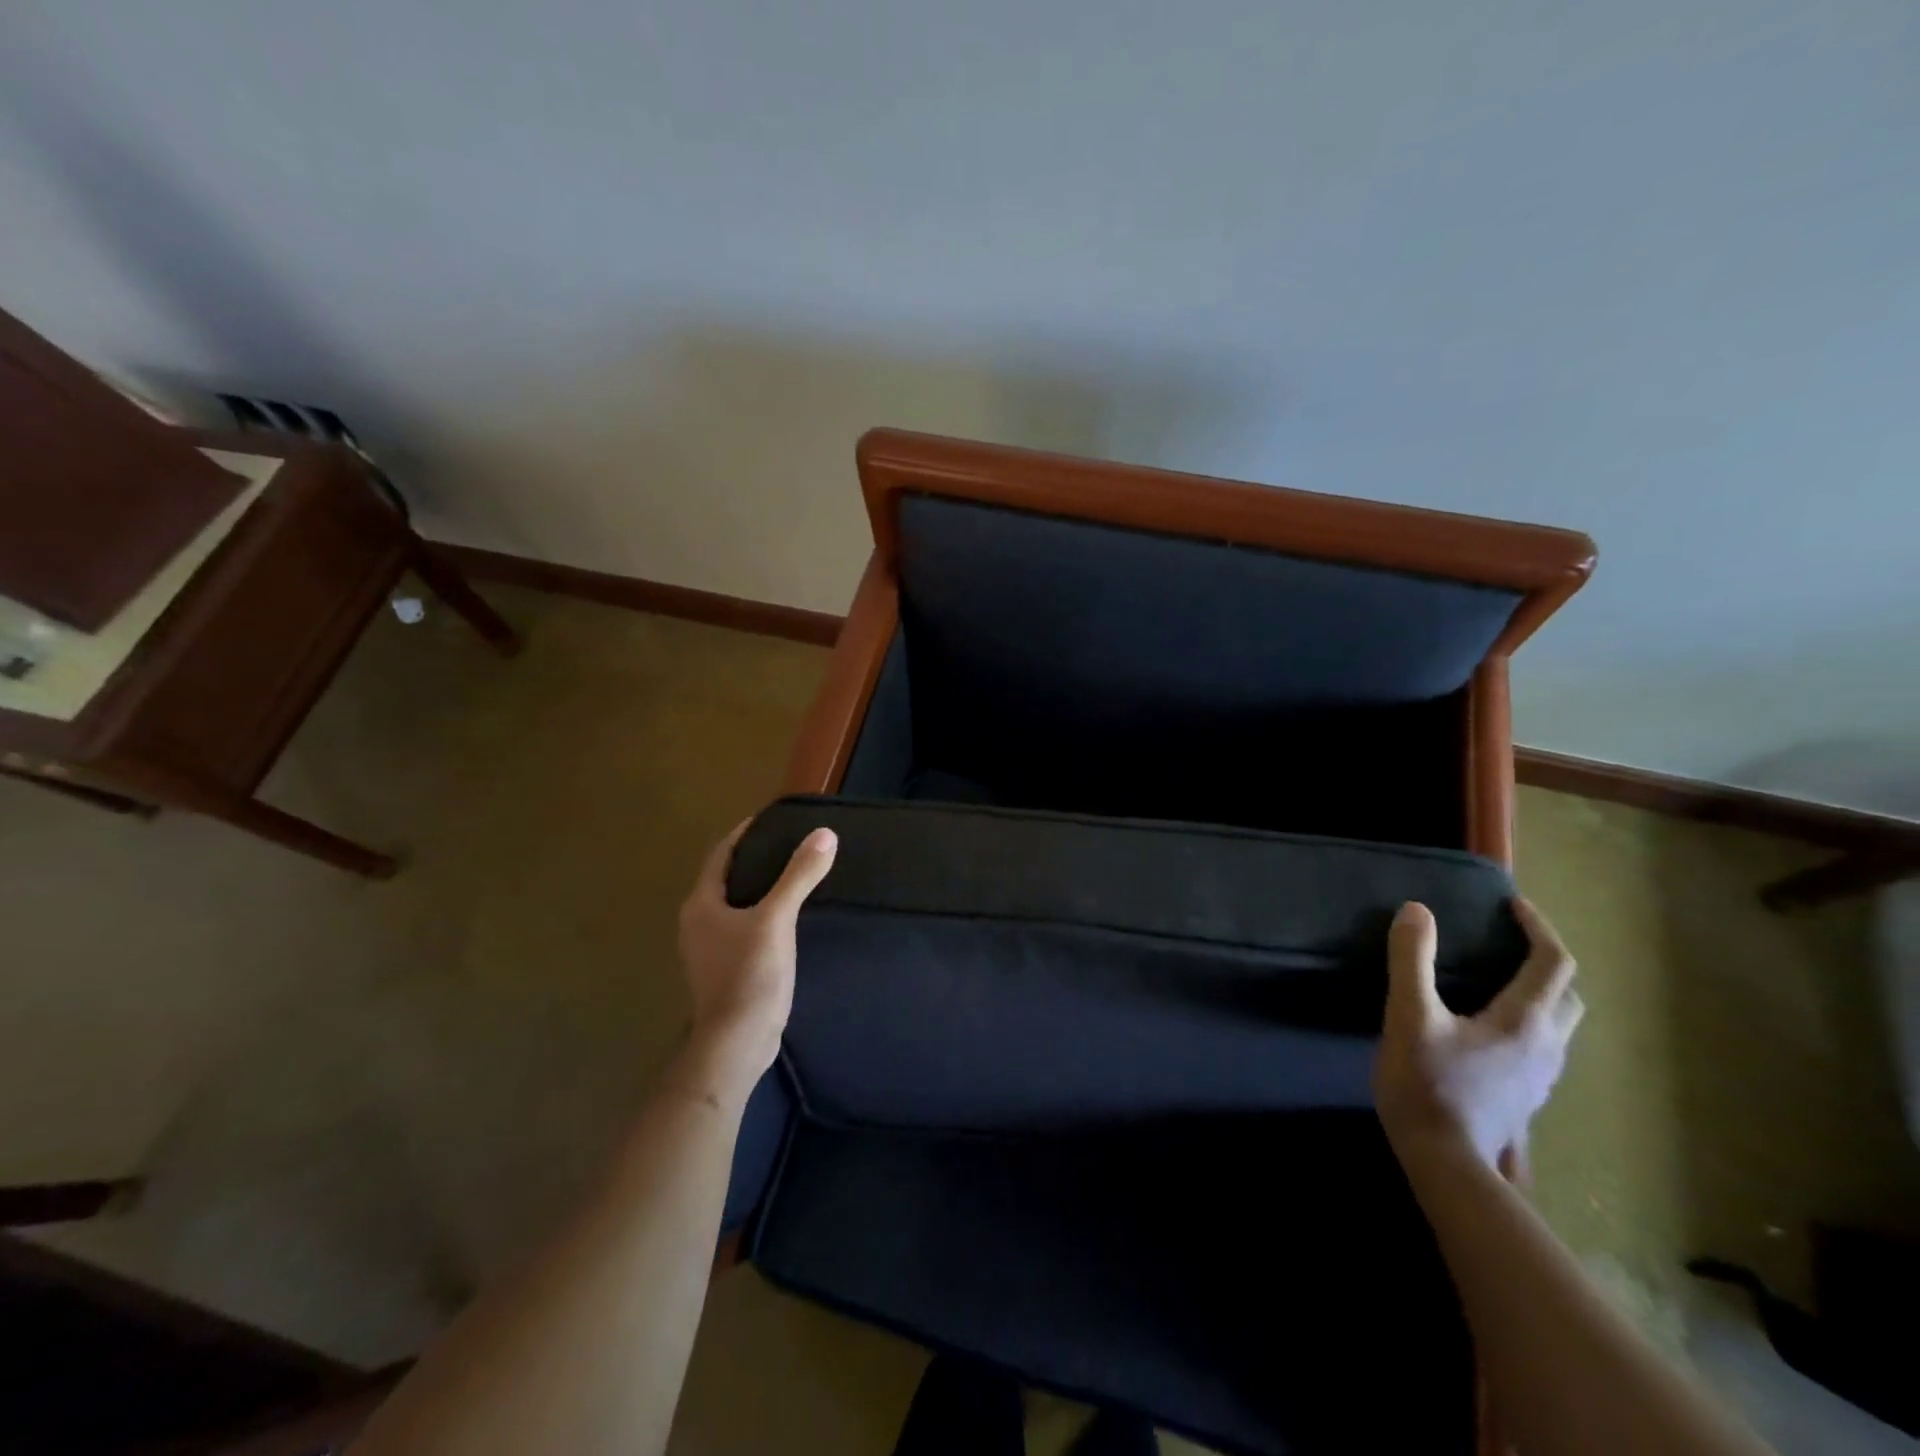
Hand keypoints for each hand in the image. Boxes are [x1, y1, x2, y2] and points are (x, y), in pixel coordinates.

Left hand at [676, 819, 836, 1090]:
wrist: (737, 1042)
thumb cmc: (750, 974)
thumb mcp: (777, 919)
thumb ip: (799, 875)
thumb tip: (824, 834)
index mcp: (701, 905)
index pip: (720, 855)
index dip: (743, 835)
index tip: (769, 819)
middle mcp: (696, 923)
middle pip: (724, 879)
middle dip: (752, 860)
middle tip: (787, 845)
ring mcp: (707, 950)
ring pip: (732, 906)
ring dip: (756, 889)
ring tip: (790, 877)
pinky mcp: (723, 970)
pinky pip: (740, 928)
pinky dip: (759, 914)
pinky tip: (784, 919)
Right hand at [1374, 897, 1582, 1174]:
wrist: (1446, 1164)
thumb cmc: (1427, 1085)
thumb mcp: (1409, 1016)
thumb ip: (1412, 960)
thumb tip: (1417, 910)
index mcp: (1524, 1021)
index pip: (1553, 962)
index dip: (1538, 927)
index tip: (1512, 905)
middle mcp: (1546, 1047)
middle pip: (1569, 995)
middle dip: (1548, 963)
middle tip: (1511, 944)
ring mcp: (1540, 1078)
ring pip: (1559, 1026)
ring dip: (1541, 996)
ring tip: (1499, 983)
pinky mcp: (1525, 1099)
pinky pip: (1542, 1050)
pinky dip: (1528, 1026)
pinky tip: (1490, 1034)